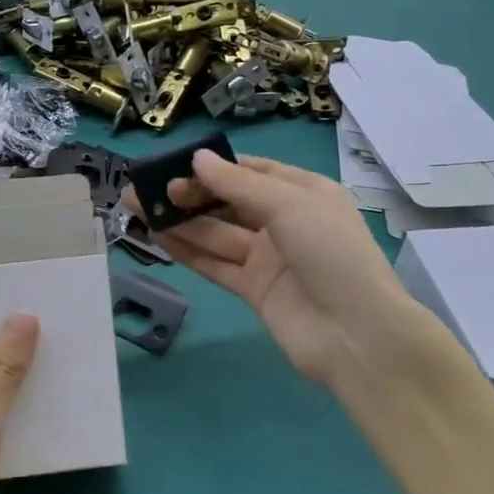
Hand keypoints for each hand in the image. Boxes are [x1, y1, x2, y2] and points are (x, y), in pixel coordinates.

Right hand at [135, 152, 422, 391]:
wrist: (357, 334)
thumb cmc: (331, 253)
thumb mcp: (289, 204)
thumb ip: (237, 183)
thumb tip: (197, 158)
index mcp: (304, 193)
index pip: (252, 171)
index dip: (214, 166)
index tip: (175, 164)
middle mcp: (284, 222)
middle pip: (227, 202)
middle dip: (189, 194)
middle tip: (146, 188)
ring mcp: (267, 258)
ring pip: (215, 233)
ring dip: (179, 220)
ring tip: (137, 207)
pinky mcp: (252, 289)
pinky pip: (214, 263)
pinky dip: (186, 250)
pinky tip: (157, 236)